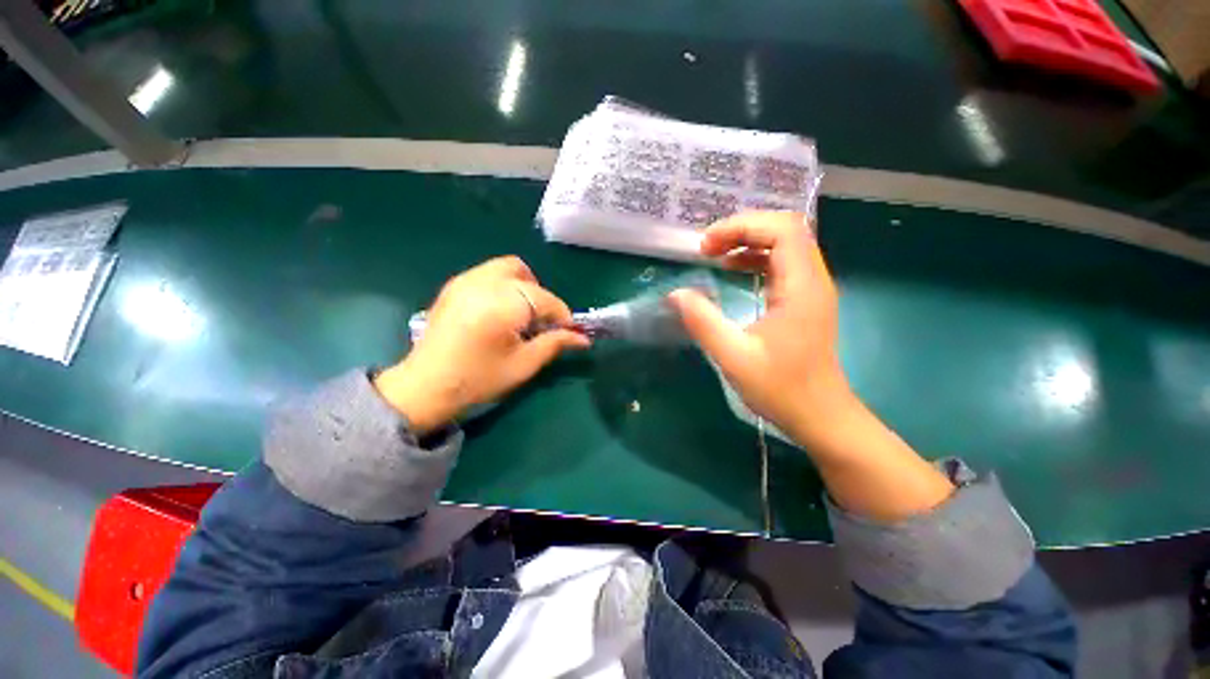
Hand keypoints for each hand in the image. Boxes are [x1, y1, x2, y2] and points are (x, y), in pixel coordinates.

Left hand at [374, 256, 589, 434]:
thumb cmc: (479, 379)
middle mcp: (483, 283)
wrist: (425, 386)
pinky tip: (499, 312)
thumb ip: (555, 344)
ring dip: (521, 287)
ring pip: (505, 268)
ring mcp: (464, 281)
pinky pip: (488, 274)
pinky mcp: (454, 286)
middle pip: (524, 274)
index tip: (568, 332)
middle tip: (539, 322)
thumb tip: (583, 338)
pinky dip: (503, 286)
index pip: (545, 298)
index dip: (561, 314)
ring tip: (520, 316)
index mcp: (503, 304)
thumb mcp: (524, 364)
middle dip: (540, 296)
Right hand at [668, 212, 851, 451]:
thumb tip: (676, 294)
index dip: (742, 226)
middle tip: (707, 248)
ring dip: (748, 242)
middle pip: (784, 229)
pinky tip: (733, 270)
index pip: (782, 229)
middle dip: (742, 229)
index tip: (706, 246)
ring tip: (715, 255)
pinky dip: (756, 259)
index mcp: (802, 287)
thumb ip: (703, 322)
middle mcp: (813, 280)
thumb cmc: (781, 389)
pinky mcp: (805, 300)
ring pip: (784, 244)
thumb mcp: (734, 357)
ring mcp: (811, 289)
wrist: (820, 417)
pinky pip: (782, 264)